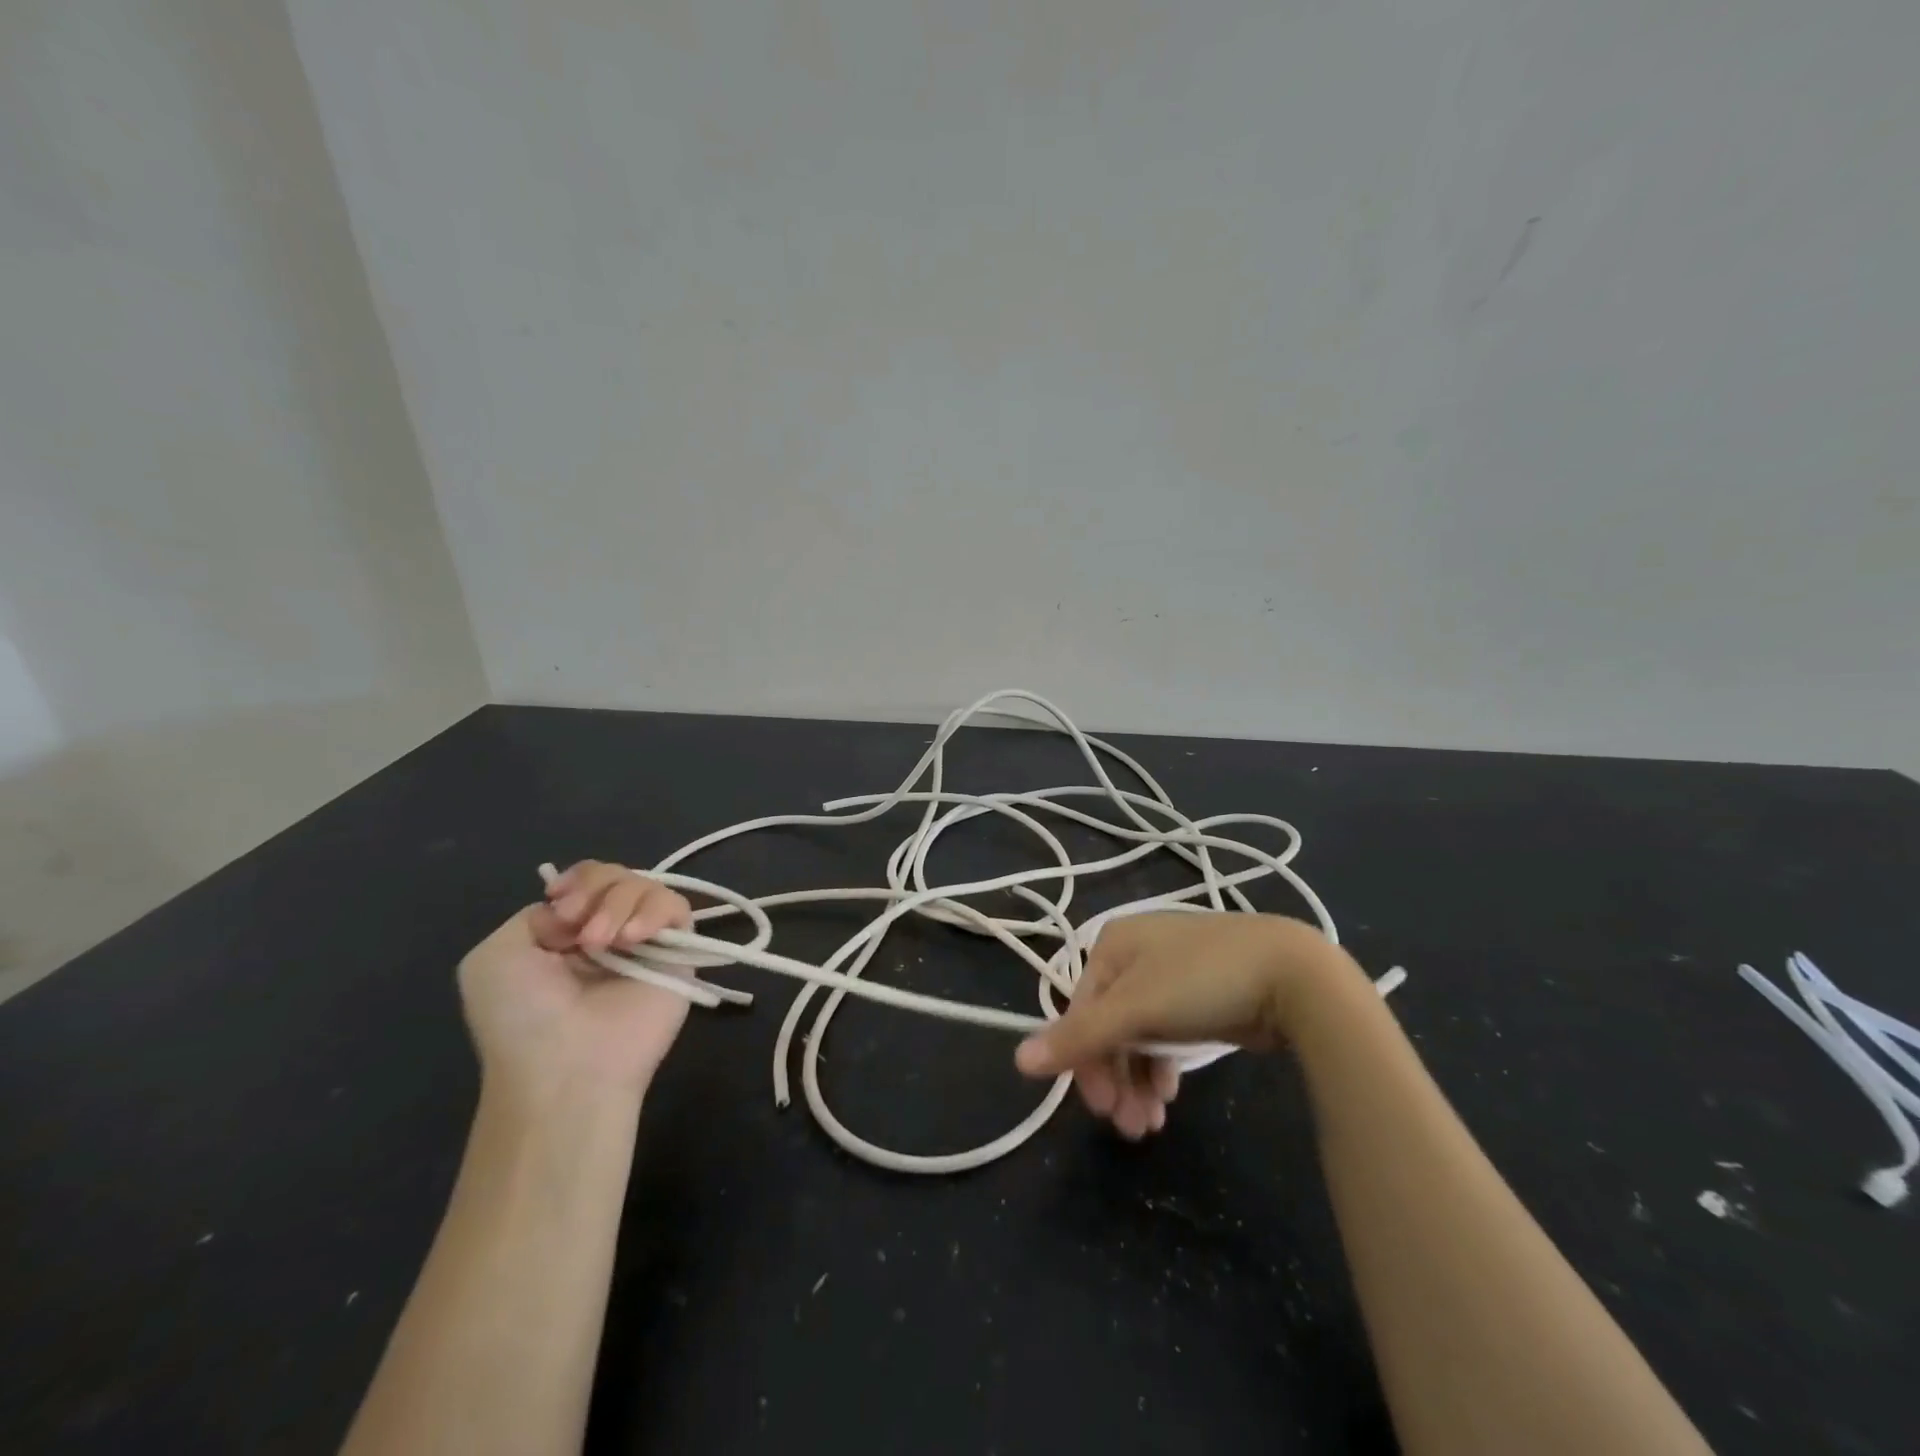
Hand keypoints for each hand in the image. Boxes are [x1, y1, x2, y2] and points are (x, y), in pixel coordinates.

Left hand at [457, 861, 693, 1103]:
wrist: (565, 1068)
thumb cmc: (522, 1017)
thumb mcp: (496, 957)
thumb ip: (534, 916)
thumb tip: (580, 915)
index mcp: (566, 931)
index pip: (587, 879)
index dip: (578, 880)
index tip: (561, 904)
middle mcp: (608, 931)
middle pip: (617, 875)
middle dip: (596, 890)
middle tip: (580, 932)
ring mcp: (645, 942)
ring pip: (647, 886)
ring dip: (620, 904)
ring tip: (604, 944)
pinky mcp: (678, 953)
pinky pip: (677, 909)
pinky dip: (654, 912)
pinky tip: (634, 939)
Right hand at [1013, 912, 1350, 1139]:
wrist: (1293, 975)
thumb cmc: (1202, 981)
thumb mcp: (1137, 1008)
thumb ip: (1079, 1037)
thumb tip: (1018, 1061)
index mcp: (1112, 944)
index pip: (1081, 1010)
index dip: (1085, 1062)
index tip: (1102, 1108)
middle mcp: (1135, 956)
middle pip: (1108, 1027)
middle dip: (1116, 1079)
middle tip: (1131, 1127)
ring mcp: (1169, 976)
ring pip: (1137, 1036)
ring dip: (1137, 1081)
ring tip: (1150, 1123)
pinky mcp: (1199, 998)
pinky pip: (1165, 1037)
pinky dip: (1161, 1068)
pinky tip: (1169, 1095)